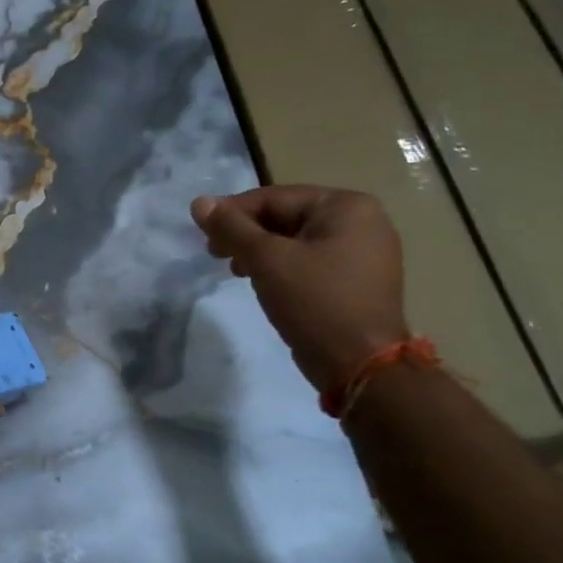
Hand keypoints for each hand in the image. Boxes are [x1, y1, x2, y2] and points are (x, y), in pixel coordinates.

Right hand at [191, 185, 408, 392]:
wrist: (361, 365)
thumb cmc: (315, 302)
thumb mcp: (266, 260)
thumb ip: (231, 228)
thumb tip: (199, 202)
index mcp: (347, 206)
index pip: (275, 197)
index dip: (232, 213)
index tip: (203, 233)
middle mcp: (362, 221)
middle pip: (286, 216)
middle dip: (246, 234)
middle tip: (214, 254)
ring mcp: (363, 252)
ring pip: (296, 240)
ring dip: (260, 251)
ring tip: (236, 271)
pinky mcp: (357, 280)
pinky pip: (310, 261)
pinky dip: (282, 267)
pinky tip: (262, 283)